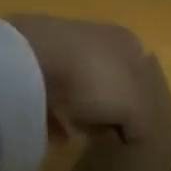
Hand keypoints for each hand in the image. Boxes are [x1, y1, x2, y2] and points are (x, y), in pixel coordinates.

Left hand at [6, 15, 170, 144]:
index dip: (139, 100)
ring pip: (78, 83)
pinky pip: (47, 90)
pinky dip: (51, 112)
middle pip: (109, 78)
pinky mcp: (30, 58)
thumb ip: (140, 122)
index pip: (141, 71)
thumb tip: (136, 133)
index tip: (129, 125)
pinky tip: (51, 132)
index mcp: (126, 41)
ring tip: (76, 134)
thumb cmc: (93, 78)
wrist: (29, 60)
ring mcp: (60, 45)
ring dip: (79, 110)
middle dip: (107, 106)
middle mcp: (97, 37)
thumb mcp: (131, 107)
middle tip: (103, 131)